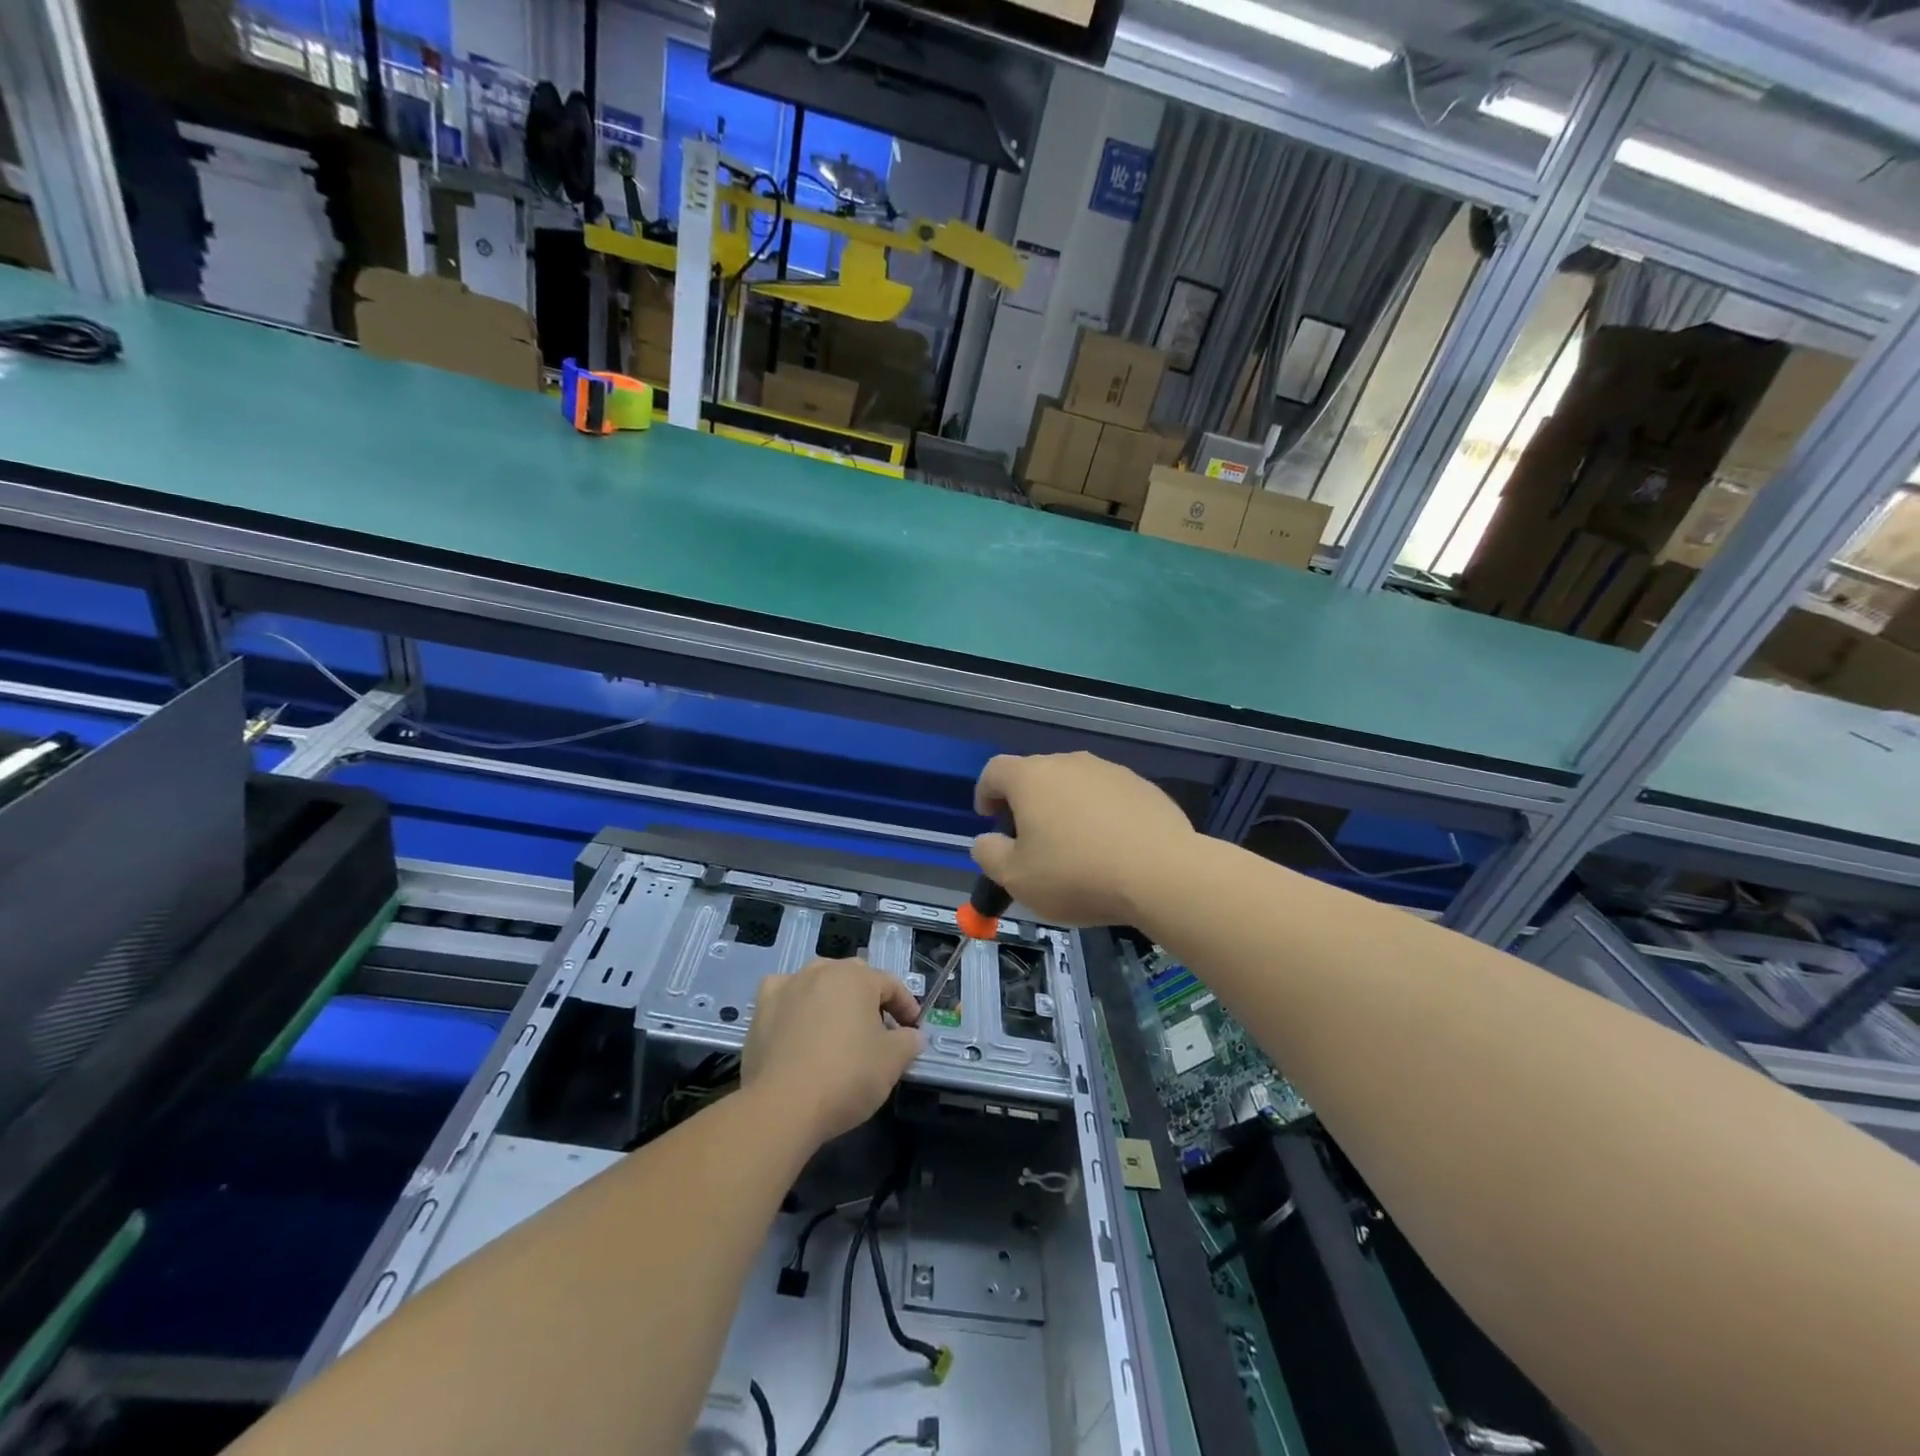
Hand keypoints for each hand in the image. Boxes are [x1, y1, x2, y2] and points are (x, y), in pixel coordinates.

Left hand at [742, 958, 922, 1148]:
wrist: (783, 1106)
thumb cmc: (847, 1076)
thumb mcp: (892, 1062)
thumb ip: (909, 1042)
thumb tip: (913, 1035)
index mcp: (856, 977)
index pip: (890, 984)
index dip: (906, 1006)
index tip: (913, 1029)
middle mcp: (821, 970)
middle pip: (854, 978)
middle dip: (870, 1000)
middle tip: (880, 1030)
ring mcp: (787, 986)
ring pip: (818, 983)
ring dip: (832, 999)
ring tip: (839, 1028)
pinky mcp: (761, 1009)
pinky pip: (785, 996)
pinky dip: (795, 1004)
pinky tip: (798, 1024)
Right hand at [972, 752, 1194, 926]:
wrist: (1161, 874)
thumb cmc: (1077, 874)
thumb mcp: (1016, 878)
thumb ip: (989, 854)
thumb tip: (987, 841)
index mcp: (1031, 778)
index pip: (995, 771)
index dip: (985, 792)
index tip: (989, 818)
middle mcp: (1069, 763)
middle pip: (1037, 775)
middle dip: (1027, 803)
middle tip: (1031, 841)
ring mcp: (1110, 771)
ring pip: (1075, 785)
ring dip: (1066, 808)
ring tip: (1074, 847)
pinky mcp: (1143, 787)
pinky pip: (1109, 797)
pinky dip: (1100, 815)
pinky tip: (1111, 849)